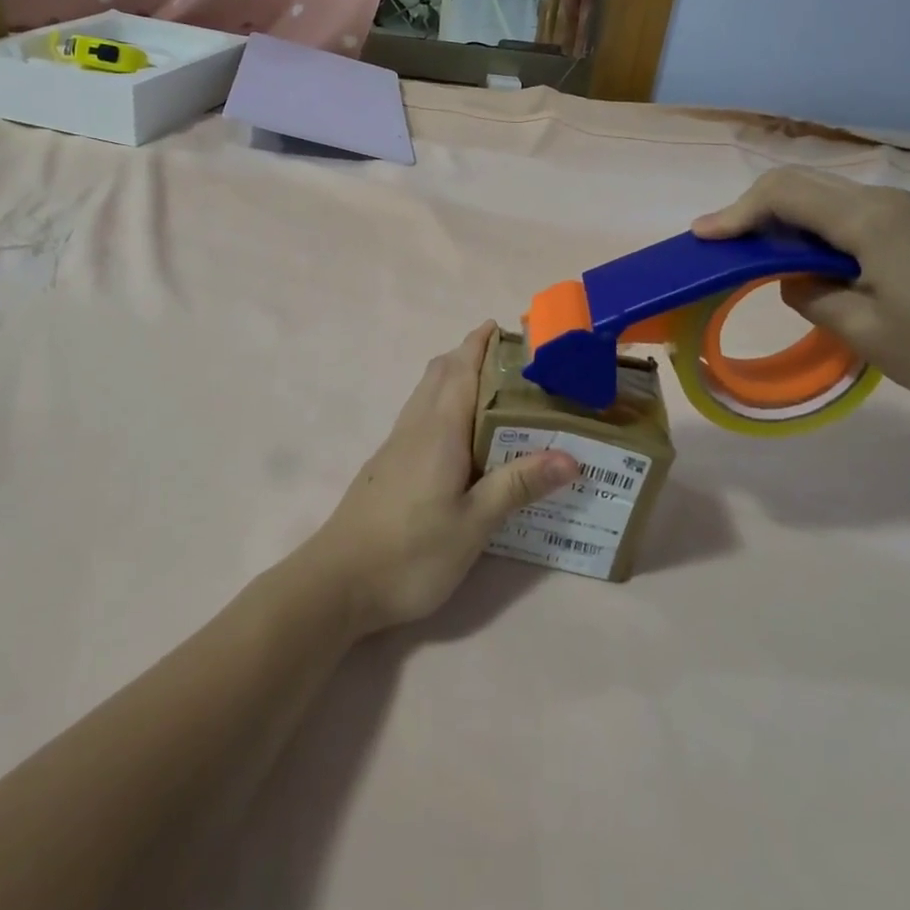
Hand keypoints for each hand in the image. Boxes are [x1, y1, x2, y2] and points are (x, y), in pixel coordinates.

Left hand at [303, 323, 577, 635]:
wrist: (338, 581)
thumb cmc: (411, 552)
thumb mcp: (474, 524)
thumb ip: (518, 485)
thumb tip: (570, 456)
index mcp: (439, 429)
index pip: (461, 368)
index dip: (480, 342)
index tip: (507, 328)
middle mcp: (415, 426)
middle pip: (440, 372)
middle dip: (472, 355)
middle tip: (516, 365)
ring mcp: (396, 445)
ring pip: (427, 394)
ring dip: (456, 379)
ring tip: (497, 395)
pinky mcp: (387, 464)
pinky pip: (420, 417)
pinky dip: (444, 406)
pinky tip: (464, 438)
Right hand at [691, 168, 909, 406]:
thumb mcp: (864, 332)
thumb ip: (812, 297)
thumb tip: (793, 279)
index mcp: (867, 220)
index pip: (783, 195)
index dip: (735, 213)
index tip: (701, 238)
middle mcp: (882, 202)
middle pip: (799, 185)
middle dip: (751, 210)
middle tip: (718, 244)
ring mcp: (903, 212)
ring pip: (822, 198)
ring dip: (780, 219)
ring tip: (749, 252)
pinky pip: (844, 214)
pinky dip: (809, 229)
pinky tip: (801, 258)